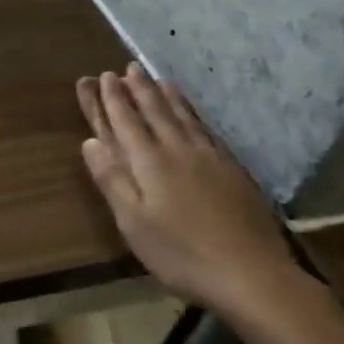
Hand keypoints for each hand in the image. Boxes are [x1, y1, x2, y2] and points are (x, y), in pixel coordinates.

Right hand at [77, 65, 301, 318]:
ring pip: (183, 116)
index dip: (111, 99)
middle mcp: (178, 150)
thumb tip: (90, 141)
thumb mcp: (133, 222)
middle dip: (139, 88)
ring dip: (167, 95)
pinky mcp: (233, 170)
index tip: (102, 76)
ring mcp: (210, 158)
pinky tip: (193, 114)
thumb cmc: (181, 253)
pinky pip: (207, 129)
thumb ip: (112, 179)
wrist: (253, 275)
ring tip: (158, 78)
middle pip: (155, 111)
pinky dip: (194, 114)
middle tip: (129, 68)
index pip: (125, 121)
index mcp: (149, 162)